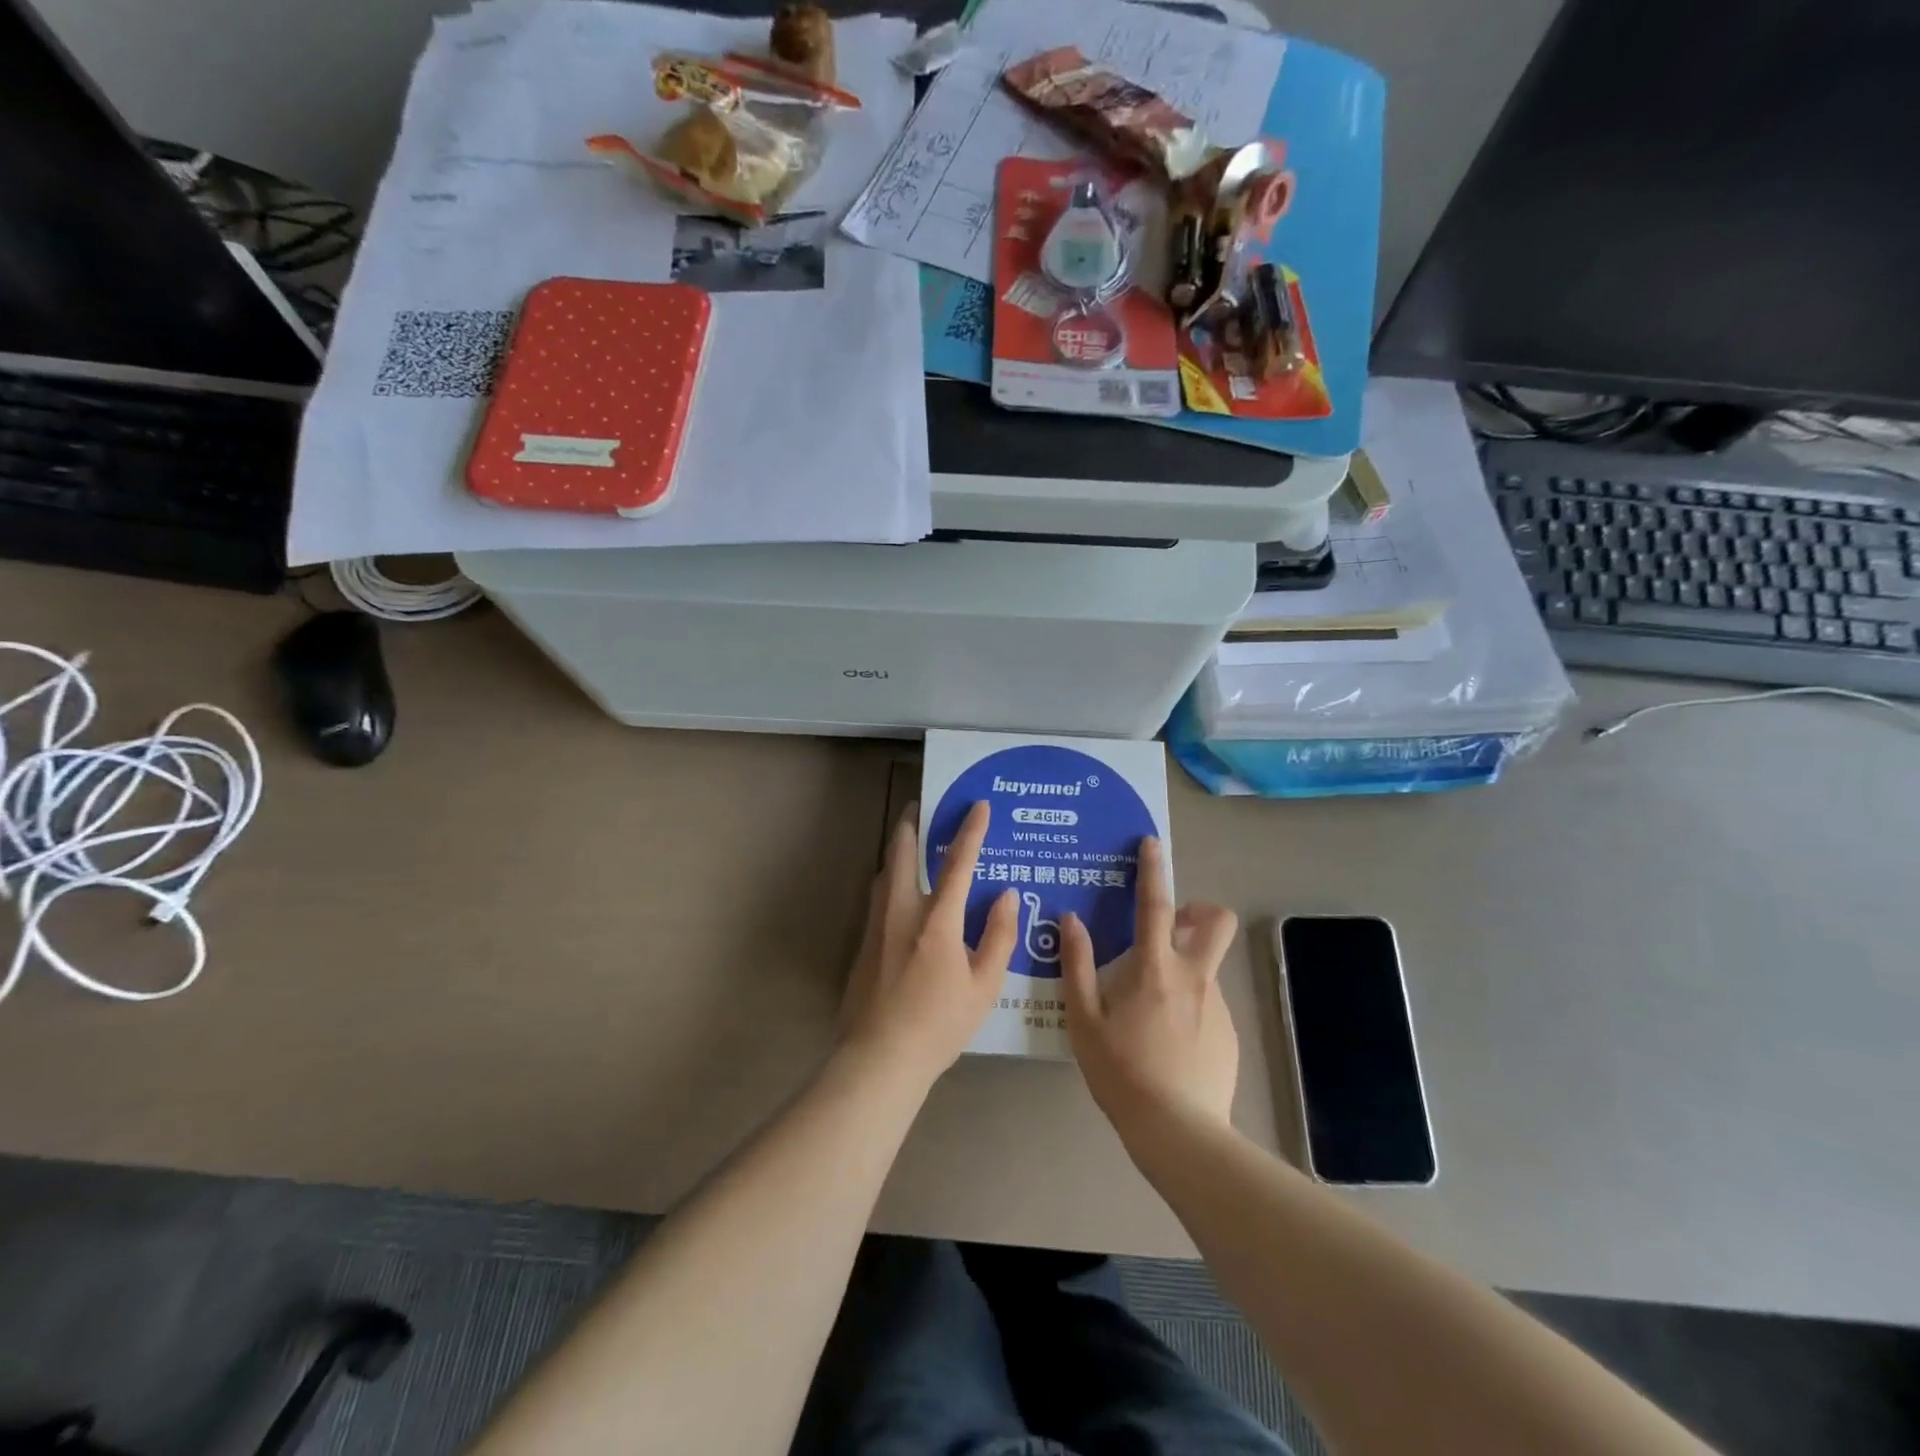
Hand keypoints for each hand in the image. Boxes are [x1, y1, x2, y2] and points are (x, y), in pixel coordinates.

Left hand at [838, 801, 1018, 1089]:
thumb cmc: (938, 1024)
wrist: (878, 1058)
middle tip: (923, 806)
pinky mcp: (863, 942)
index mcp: (936, 919)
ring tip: (914, 841)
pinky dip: (893, 877)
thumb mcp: (983, 986)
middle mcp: (901, 910)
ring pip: (886, 871)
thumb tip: (1006, 895)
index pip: (957, 862)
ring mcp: (877, 924)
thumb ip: (998, 936)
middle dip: (912, 822)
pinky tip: (903, 891)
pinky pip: (880, 894)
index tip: (979, 805)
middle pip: (903, 851)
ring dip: (899, 848)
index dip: (971, 831)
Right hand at [1061, 836, 1240, 1135]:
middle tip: (1171, 927)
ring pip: (1207, 966)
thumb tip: (1071, 920)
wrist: (1179, 1132)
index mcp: (1155, 969)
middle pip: (1216, 922)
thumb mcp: (1084, 1020)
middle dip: (1199, 910)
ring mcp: (1217, 1006)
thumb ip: (1077, 965)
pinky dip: (1190, 1005)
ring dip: (1185, 966)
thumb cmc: (1121, 1072)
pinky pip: (1208, 1003)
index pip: (1156, 905)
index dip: (1153, 870)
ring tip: (1152, 1006)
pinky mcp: (1229, 1034)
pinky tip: (1169, 1041)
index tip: (1152, 844)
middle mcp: (1194, 978)